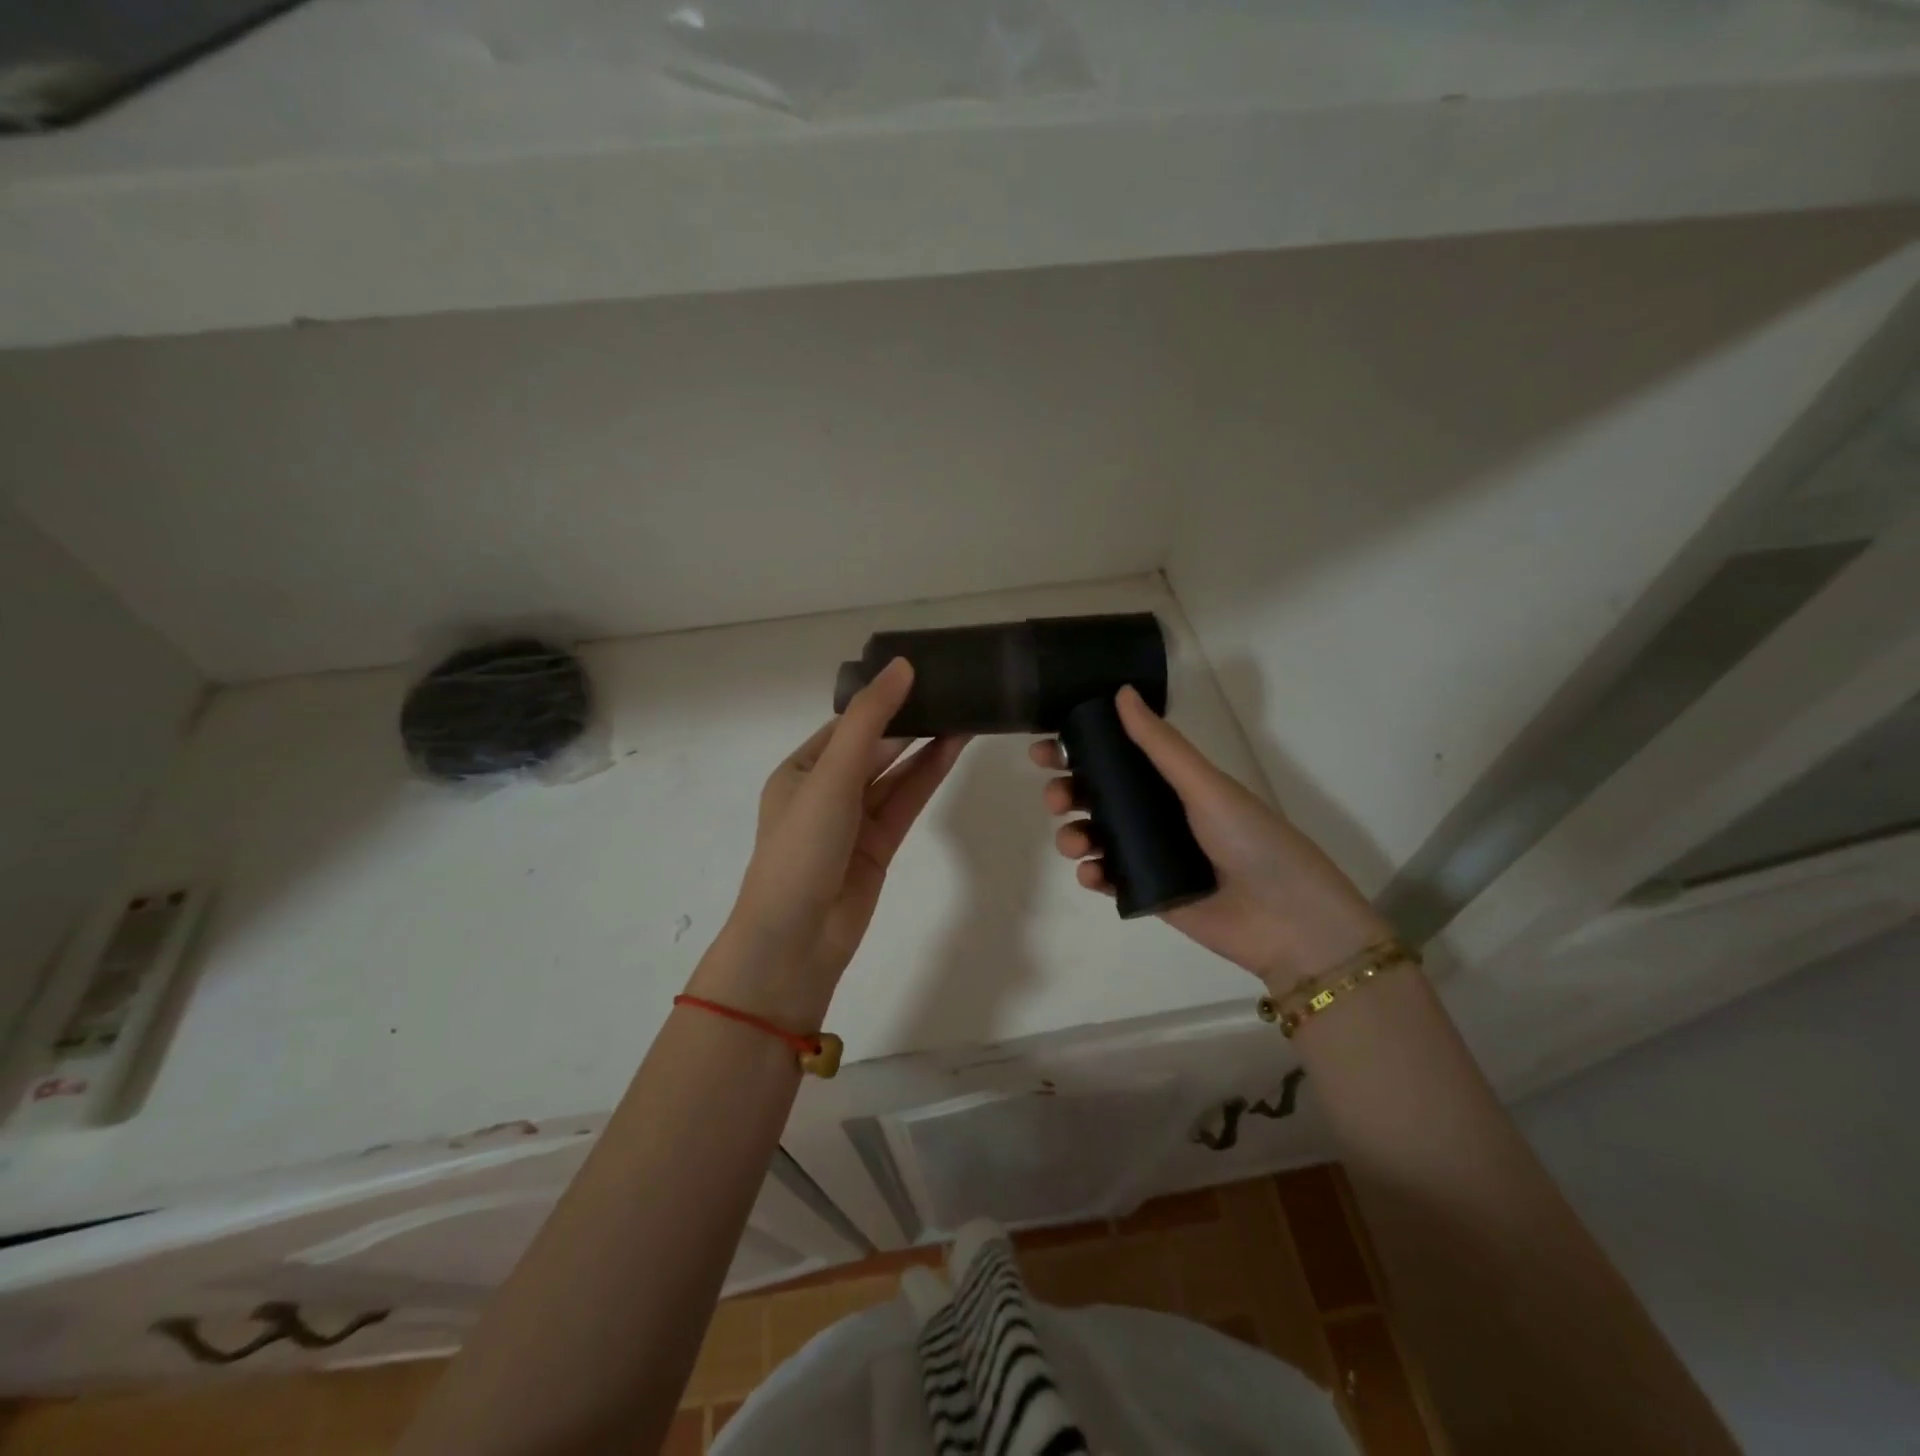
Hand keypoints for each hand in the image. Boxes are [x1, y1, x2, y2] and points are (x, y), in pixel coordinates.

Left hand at [701, 659, 967, 1020]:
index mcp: (801, 770)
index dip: (884, 699)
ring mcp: (854, 820)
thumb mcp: (830, 776)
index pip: (849, 724)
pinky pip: (906, 802)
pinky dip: (928, 777)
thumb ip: (868, 721)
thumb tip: (902, 666)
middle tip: (953, 691)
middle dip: (910, 722)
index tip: (923, 674)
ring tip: (965, 714)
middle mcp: (826, 791)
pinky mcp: (879, 846)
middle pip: (875, 747)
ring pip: (896, 774)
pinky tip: (954, 750)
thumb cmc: (802, 848)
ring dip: (925, 747)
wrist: (797, 940)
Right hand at [1032, 685, 1389, 994]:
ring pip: (1093, 836)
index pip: (1114, 757)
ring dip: (1072, 834)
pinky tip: (1094, 874)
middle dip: (1066, 792)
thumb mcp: (1206, 785)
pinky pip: (1105, 878)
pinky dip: (1090, 874)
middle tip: (1057, 797)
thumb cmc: (1251, 840)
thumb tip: (1120, 692)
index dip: (1077, 750)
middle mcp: (1155, 814)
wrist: (1287, 920)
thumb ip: (1161, 744)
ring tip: (1076, 842)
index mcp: (1170, 782)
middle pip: (1095, 796)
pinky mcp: (1145, 893)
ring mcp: (1147, 855)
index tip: (1045, 747)